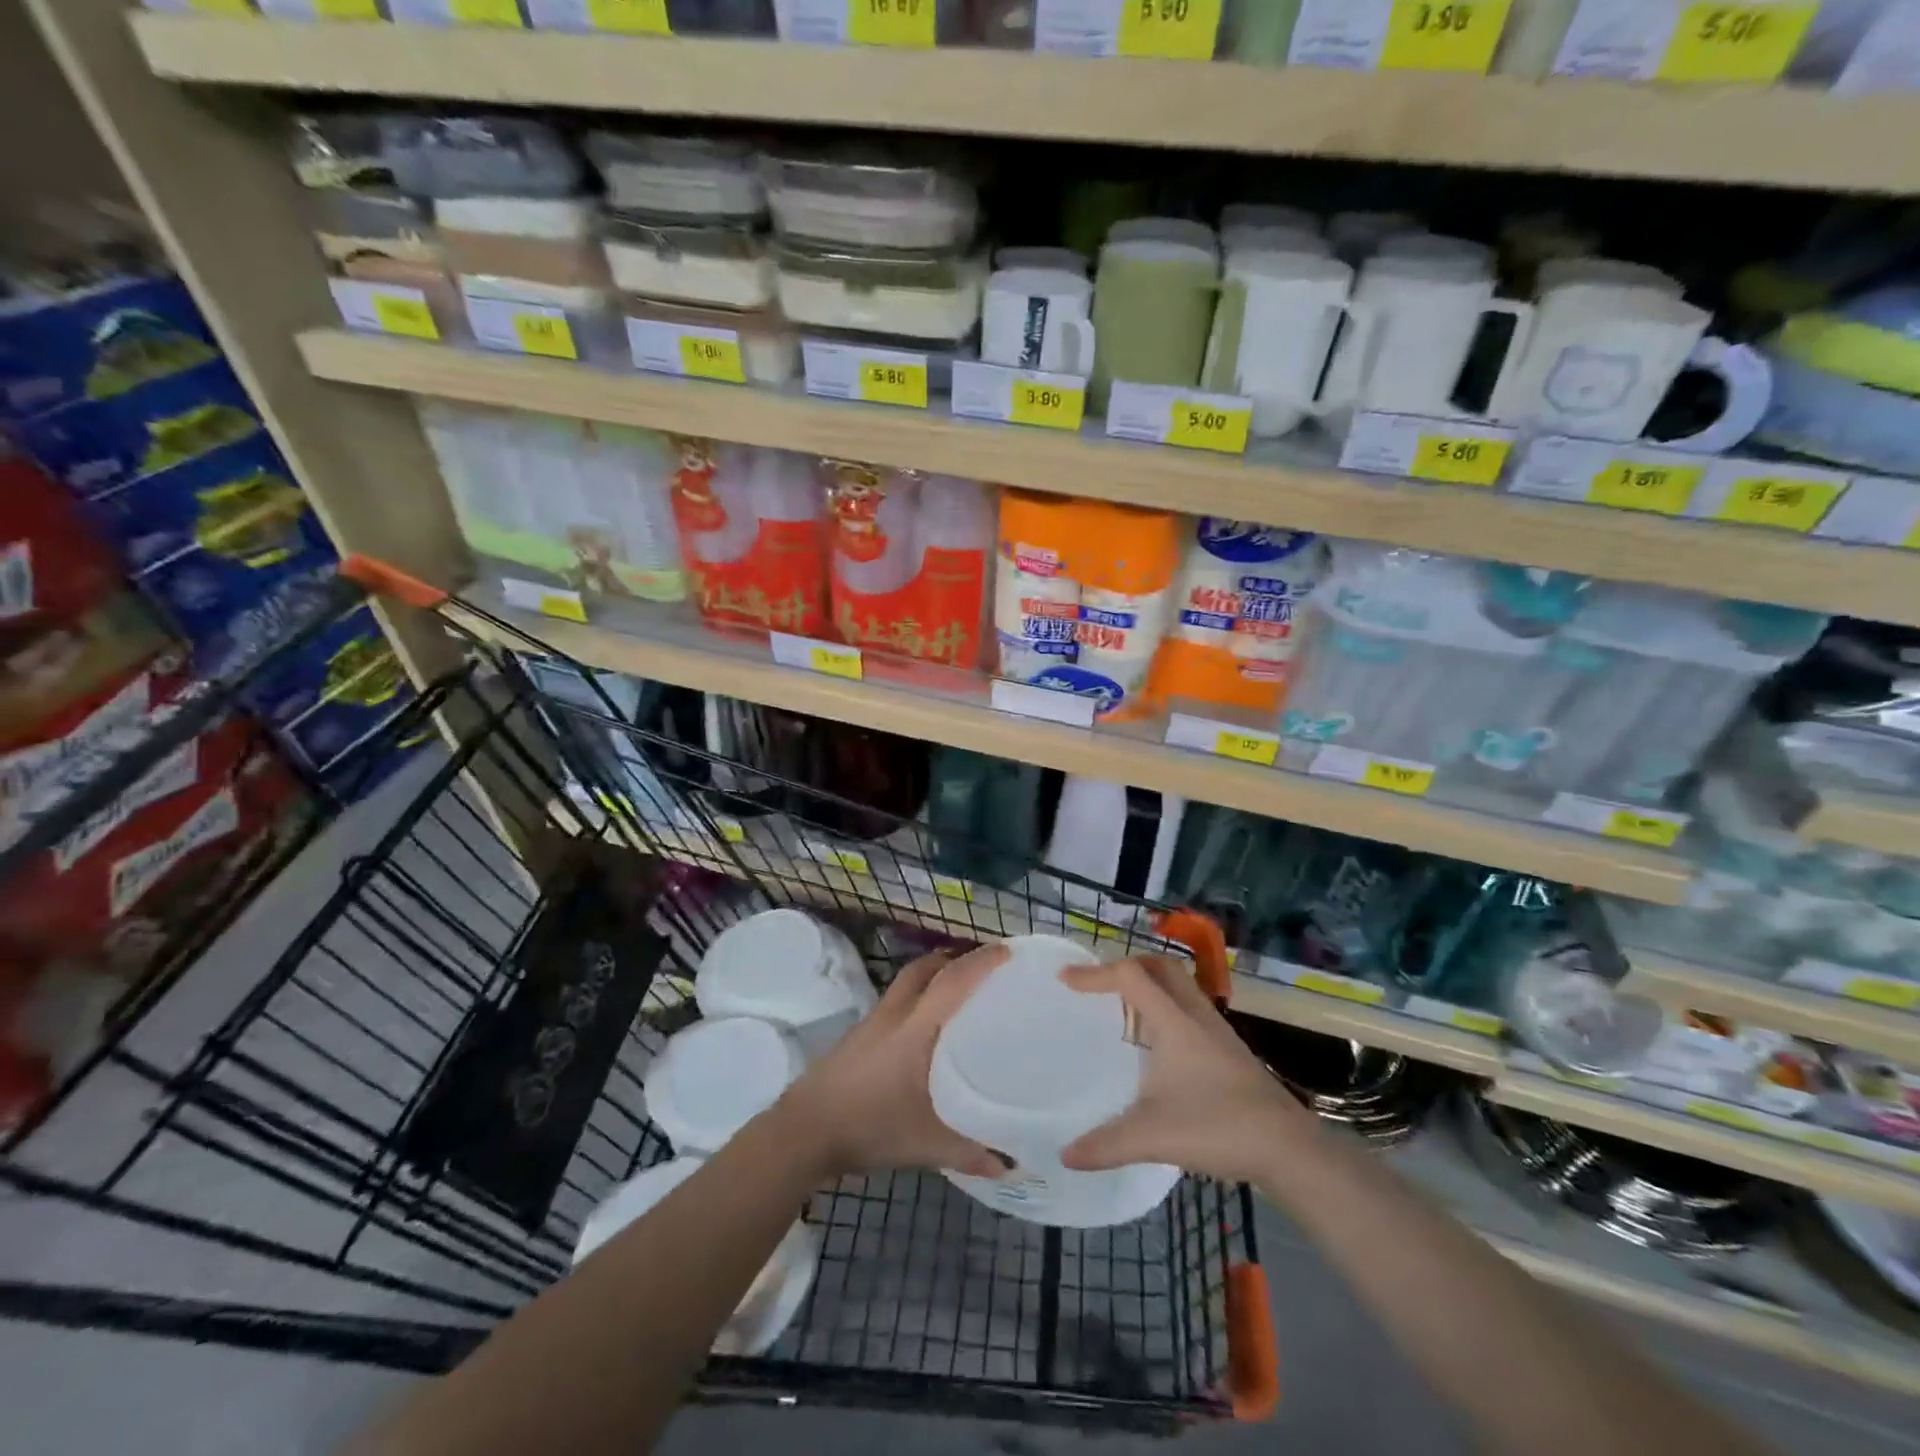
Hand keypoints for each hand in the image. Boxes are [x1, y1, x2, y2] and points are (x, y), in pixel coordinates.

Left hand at [777, 944, 1008, 1180]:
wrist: (804, 1130)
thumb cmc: (870, 1125)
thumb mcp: (926, 1144)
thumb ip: (969, 1151)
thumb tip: (1010, 1163)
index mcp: (915, 1028)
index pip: (952, 981)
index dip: (980, 963)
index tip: (1007, 952)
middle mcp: (894, 1014)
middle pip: (925, 969)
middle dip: (954, 959)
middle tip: (983, 967)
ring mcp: (872, 1023)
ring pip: (907, 983)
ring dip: (932, 976)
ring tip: (958, 991)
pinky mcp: (858, 1037)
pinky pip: (895, 1002)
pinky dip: (916, 999)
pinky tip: (924, 1028)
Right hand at [1060, 955, 1309, 1184]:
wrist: (1288, 1147)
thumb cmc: (1218, 1128)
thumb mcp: (1153, 1137)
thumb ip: (1106, 1144)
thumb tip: (1065, 1155)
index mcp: (1173, 1021)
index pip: (1129, 976)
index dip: (1094, 973)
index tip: (1066, 980)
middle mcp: (1195, 1014)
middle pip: (1159, 966)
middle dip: (1125, 965)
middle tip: (1098, 984)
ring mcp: (1216, 1029)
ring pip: (1179, 984)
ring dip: (1149, 983)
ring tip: (1123, 1006)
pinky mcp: (1229, 1048)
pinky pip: (1190, 1006)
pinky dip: (1166, 1005)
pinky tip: (1158, 1041)